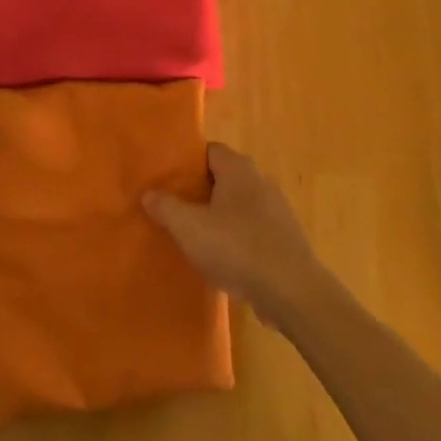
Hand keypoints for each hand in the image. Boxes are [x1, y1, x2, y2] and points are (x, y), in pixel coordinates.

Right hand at [144, 142, 328, 325]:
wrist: (291, 290)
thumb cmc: (237, 247)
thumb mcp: (190, 228)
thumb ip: (166, 207)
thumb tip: (148, 193)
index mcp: (238, 168)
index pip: (209, 150)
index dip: (186, 162)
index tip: (166, 178)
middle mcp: (259, 180)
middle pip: (223, 177)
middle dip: (199, 191)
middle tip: (173, 207)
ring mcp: (275, 209)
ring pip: (237, 205)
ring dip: (217, 217)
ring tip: (192, 235)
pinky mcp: (283, 237)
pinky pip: (251, 229)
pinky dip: (235, 238)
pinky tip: (220, 259)